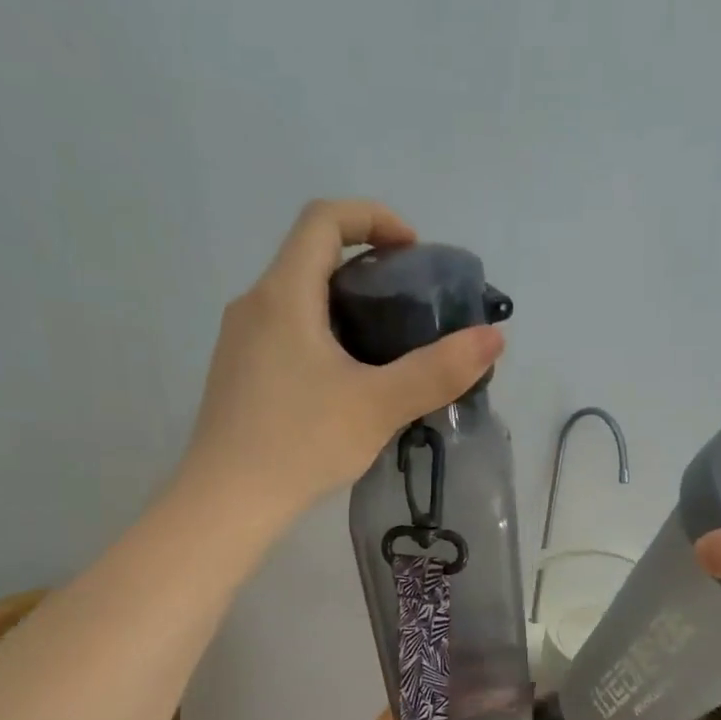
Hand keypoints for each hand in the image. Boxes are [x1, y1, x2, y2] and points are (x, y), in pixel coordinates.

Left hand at [182, 199, 504, 513]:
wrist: (227, 501)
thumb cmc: (302, 443)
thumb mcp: (379, 405)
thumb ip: (439, 370)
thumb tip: (493, 338)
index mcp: (284, 294)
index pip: (324, 219)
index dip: (373, 217)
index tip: (413, 251)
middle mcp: (255, 304)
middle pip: (312, 257)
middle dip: (367, 267)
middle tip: (412, 307)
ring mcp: (240, 341)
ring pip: (299, 299)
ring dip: (346, 306)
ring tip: (388, 347)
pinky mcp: (239, 373)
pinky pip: (287, 332)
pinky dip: (324, 335)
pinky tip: (349, 383)